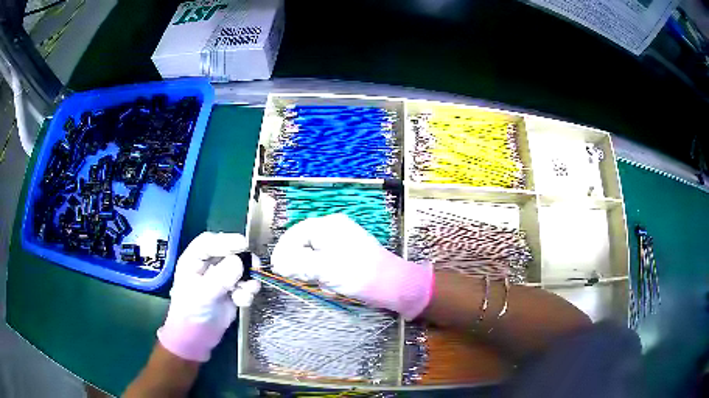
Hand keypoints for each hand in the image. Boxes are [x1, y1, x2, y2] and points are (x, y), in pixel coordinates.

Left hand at [157, 232, 260, 361]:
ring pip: (240, 269)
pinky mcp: (232, 292)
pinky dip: (247, 292)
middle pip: (229, 253)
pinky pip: (245, 285)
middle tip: (255, 266)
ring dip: (248, 279)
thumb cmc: (191, 313)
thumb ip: (220, 278)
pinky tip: (242, 302)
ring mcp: (221, 279)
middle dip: (243, 260)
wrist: (197, 338)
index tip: (244, 244)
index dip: (226, 240)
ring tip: (247, 290)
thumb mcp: (203, 295)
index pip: (209, 242)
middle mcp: (208, 266)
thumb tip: (239, 262)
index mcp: (193, 261)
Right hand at [270, 214, 432, 319]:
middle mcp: (334, 229)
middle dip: (303, 266)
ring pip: (315, 257)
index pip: (295, 234)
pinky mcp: (349, 256)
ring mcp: (343, 242)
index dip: (283, 251)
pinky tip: (336, 286)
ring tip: (327, 285)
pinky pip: (328, 264)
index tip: (277, 269)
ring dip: (316, 274)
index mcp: (328, 226)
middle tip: (306, 280)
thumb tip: (278, 264)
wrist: (393, 285)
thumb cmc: (357, 274)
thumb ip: (297, 264)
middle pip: (304, 245)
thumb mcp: (323, 269)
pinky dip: (327, 276)